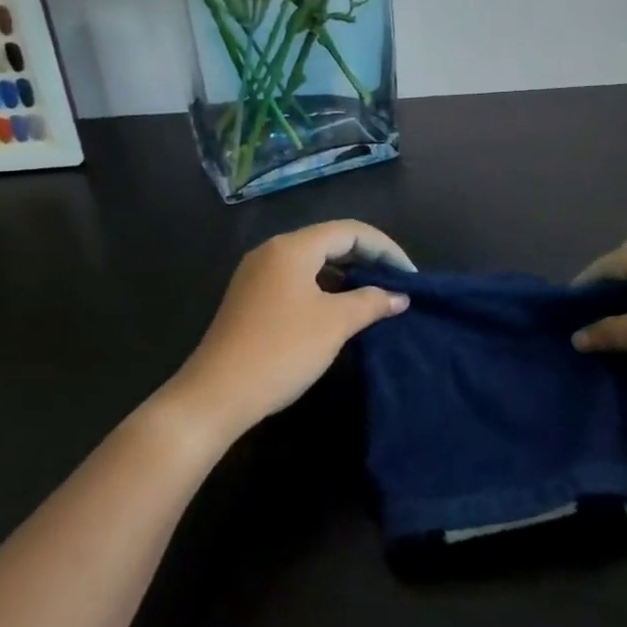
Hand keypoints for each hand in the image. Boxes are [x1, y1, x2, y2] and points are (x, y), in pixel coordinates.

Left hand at [161, 220, 413, 444]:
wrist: (216, 395)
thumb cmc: (281, 350)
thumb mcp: (335, 324)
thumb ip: (371, 302)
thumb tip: (399, 296)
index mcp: (292, 247)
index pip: (350, 231)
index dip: (385, 249)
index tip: (410, 276)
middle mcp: (272, 251)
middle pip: (330, 241)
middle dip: (367, 260)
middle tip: (396, 284)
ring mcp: (257, 275)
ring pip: (313, 262)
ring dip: (347, 275)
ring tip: (375, 298)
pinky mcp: (250, 299)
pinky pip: (297, 280)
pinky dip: (324, 289)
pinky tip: (339, 311)